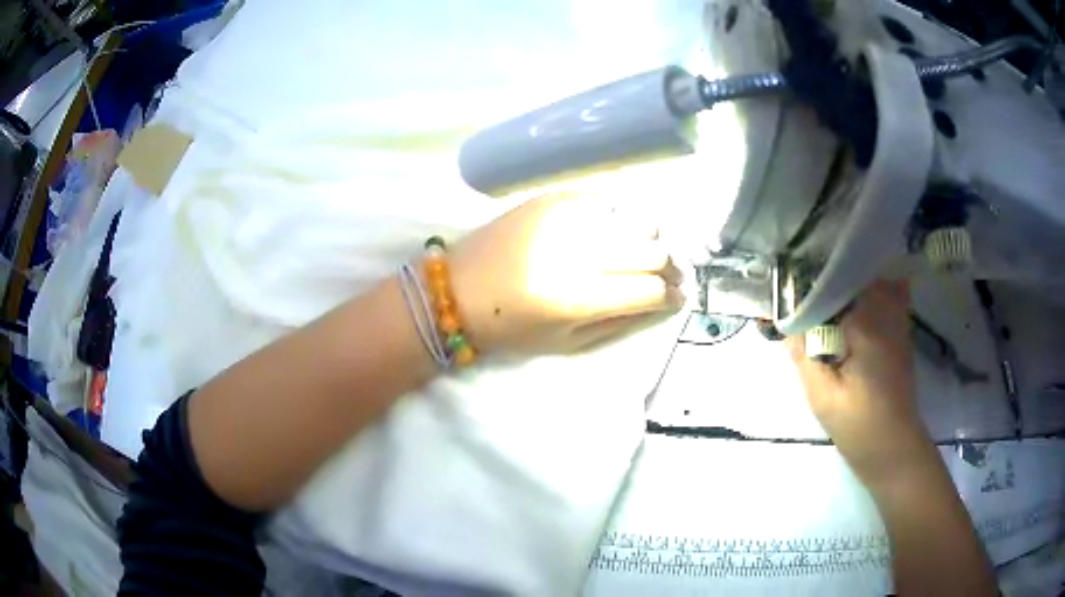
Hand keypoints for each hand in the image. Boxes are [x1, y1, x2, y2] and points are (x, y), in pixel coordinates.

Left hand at [449, 192, 684, 354]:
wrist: (456, 289)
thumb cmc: (511, 327)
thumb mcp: (568, 343)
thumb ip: (622, 320)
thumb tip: (666, 300)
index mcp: (575, 297)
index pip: (649, 289)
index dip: (671, 295)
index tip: (677, 296)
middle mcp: (573, 250)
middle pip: (651, 250)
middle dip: (668, 267)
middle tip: (666, 276)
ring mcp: (563, 216)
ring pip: (635, 221)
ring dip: (648, 241)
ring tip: (641, 255)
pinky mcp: (551, 197)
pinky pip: (607, 202)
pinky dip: (620, 220)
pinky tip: (614, 233)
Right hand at [787, 281, 932, 485]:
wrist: (893, 449)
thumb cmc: (859, 426)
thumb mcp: (822, 397)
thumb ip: (804, 357)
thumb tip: (787, 326)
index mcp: (867, 326)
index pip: (835, 287)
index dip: (809, 285)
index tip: (787, 291)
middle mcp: (887, 314)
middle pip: (855, 279)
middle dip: (828, 281)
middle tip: (802, 292)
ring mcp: (899, 323)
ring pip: (875, 284)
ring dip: (851, 286)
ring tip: (827, 298)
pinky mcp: (902, 335)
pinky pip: (892, 297)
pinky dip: (877, 292)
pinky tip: (859, 305)